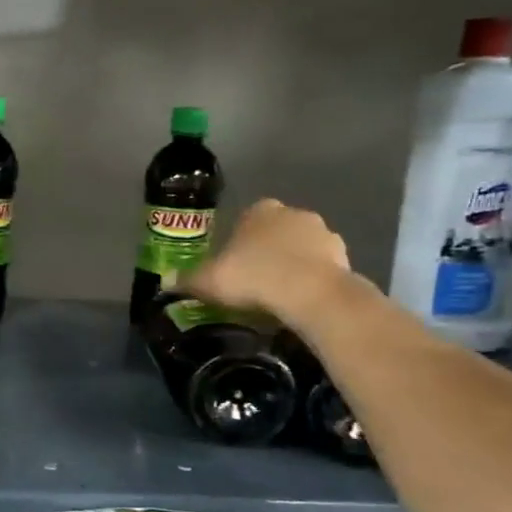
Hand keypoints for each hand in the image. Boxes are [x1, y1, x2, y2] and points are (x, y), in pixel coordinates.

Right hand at [181, 198, 352, 325]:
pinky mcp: (345, 257)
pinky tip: (300, 301)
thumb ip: (187, 280)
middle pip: (274, 231)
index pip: (245, 219)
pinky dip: (312, 280)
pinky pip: (321, 267)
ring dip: (292, 264)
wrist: (310, 294)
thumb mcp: (208, 281)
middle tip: (252, 280)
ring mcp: (323, 234)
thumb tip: (167, 282)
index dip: (237, 242)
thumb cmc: (253, 276)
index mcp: (259, 210)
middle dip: (266, 251)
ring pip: (301, 248)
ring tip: (278, 295)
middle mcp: (293, 214)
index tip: (231, 265)